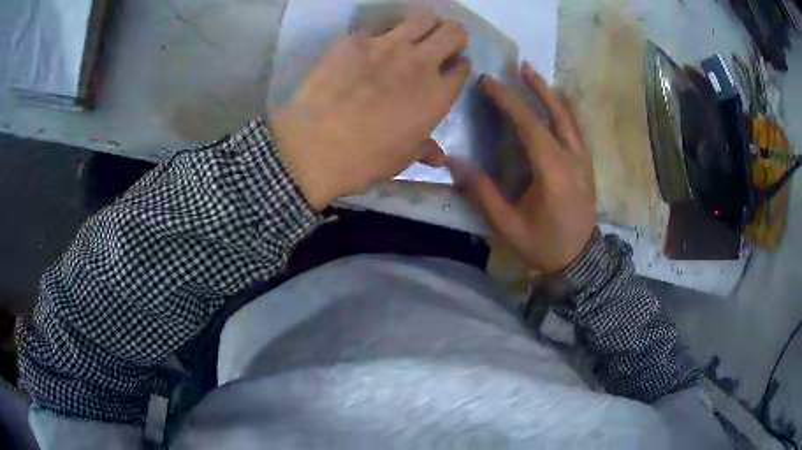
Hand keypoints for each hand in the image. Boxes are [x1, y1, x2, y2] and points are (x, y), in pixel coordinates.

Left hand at [271, 7, 470, 210]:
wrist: (315, 144)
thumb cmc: (365, 158)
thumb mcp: (401, 158)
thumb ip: (424, 149)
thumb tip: (438, 157)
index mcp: (437, 94)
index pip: (461, 68)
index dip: (460, 66)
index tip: (453, 67)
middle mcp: (420, 62)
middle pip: (452, 33)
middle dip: (454, 34)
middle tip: (443, 42)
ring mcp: (388, 45)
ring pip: (422, 18)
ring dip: (426, 24)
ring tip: (415, 33)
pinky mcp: (356, 40)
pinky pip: (376, 29)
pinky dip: (379, 37)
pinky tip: (366, 50)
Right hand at [448, 63, 596, 273]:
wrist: (579, 261)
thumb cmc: (543, 244)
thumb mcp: (508, 225)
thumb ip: (483, 193)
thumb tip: (455, 164)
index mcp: (553, 172)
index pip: (529, 125)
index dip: (508, 101)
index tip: (490, 82)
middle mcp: (572, 160)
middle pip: (555, 114)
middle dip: (536, 88)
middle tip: (521, 66)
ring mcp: (584, 162)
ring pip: (571, 120)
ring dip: (554, 96)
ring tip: (539, 77)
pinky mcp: (588, 167)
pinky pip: (581, 132)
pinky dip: (571, 112)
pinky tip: (565, 102)